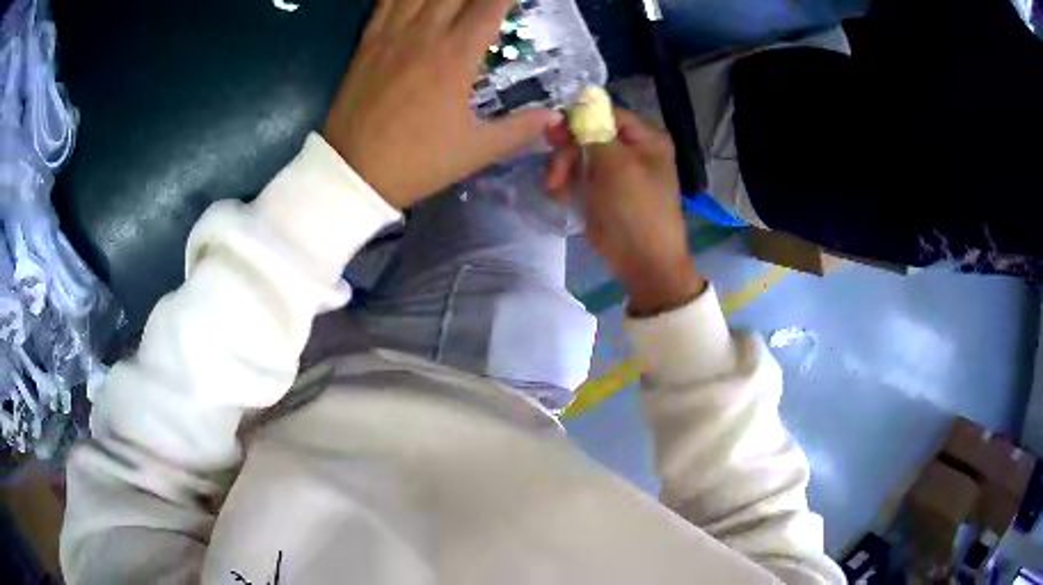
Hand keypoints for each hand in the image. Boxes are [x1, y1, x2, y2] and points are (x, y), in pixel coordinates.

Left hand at [323, 0, 560, 208]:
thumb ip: (519, 129)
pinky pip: (385, 2)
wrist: (352, 174)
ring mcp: (391, 35)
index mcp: (455, 56)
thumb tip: (555, 117)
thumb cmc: (416, 162)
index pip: (491, 5)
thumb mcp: (475, 151)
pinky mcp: (367, 43)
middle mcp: (424, 34)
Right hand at [546, 108, 705, 314]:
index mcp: (646, 139)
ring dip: (562, 169)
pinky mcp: (602, 192)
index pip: (606, 113)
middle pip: (588, 134)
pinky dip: (566, 184)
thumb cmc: (636, 210)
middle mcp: (632, 150)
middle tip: (555, 172)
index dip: (579, 119)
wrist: (643, 263)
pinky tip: (559, 195)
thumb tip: (579, 102)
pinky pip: (578, 176)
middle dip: (567, 151)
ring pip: (578, 155)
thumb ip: (594, 131)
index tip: (554, 133)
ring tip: (555, 188)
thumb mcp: (616, 165)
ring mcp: (616, 172)